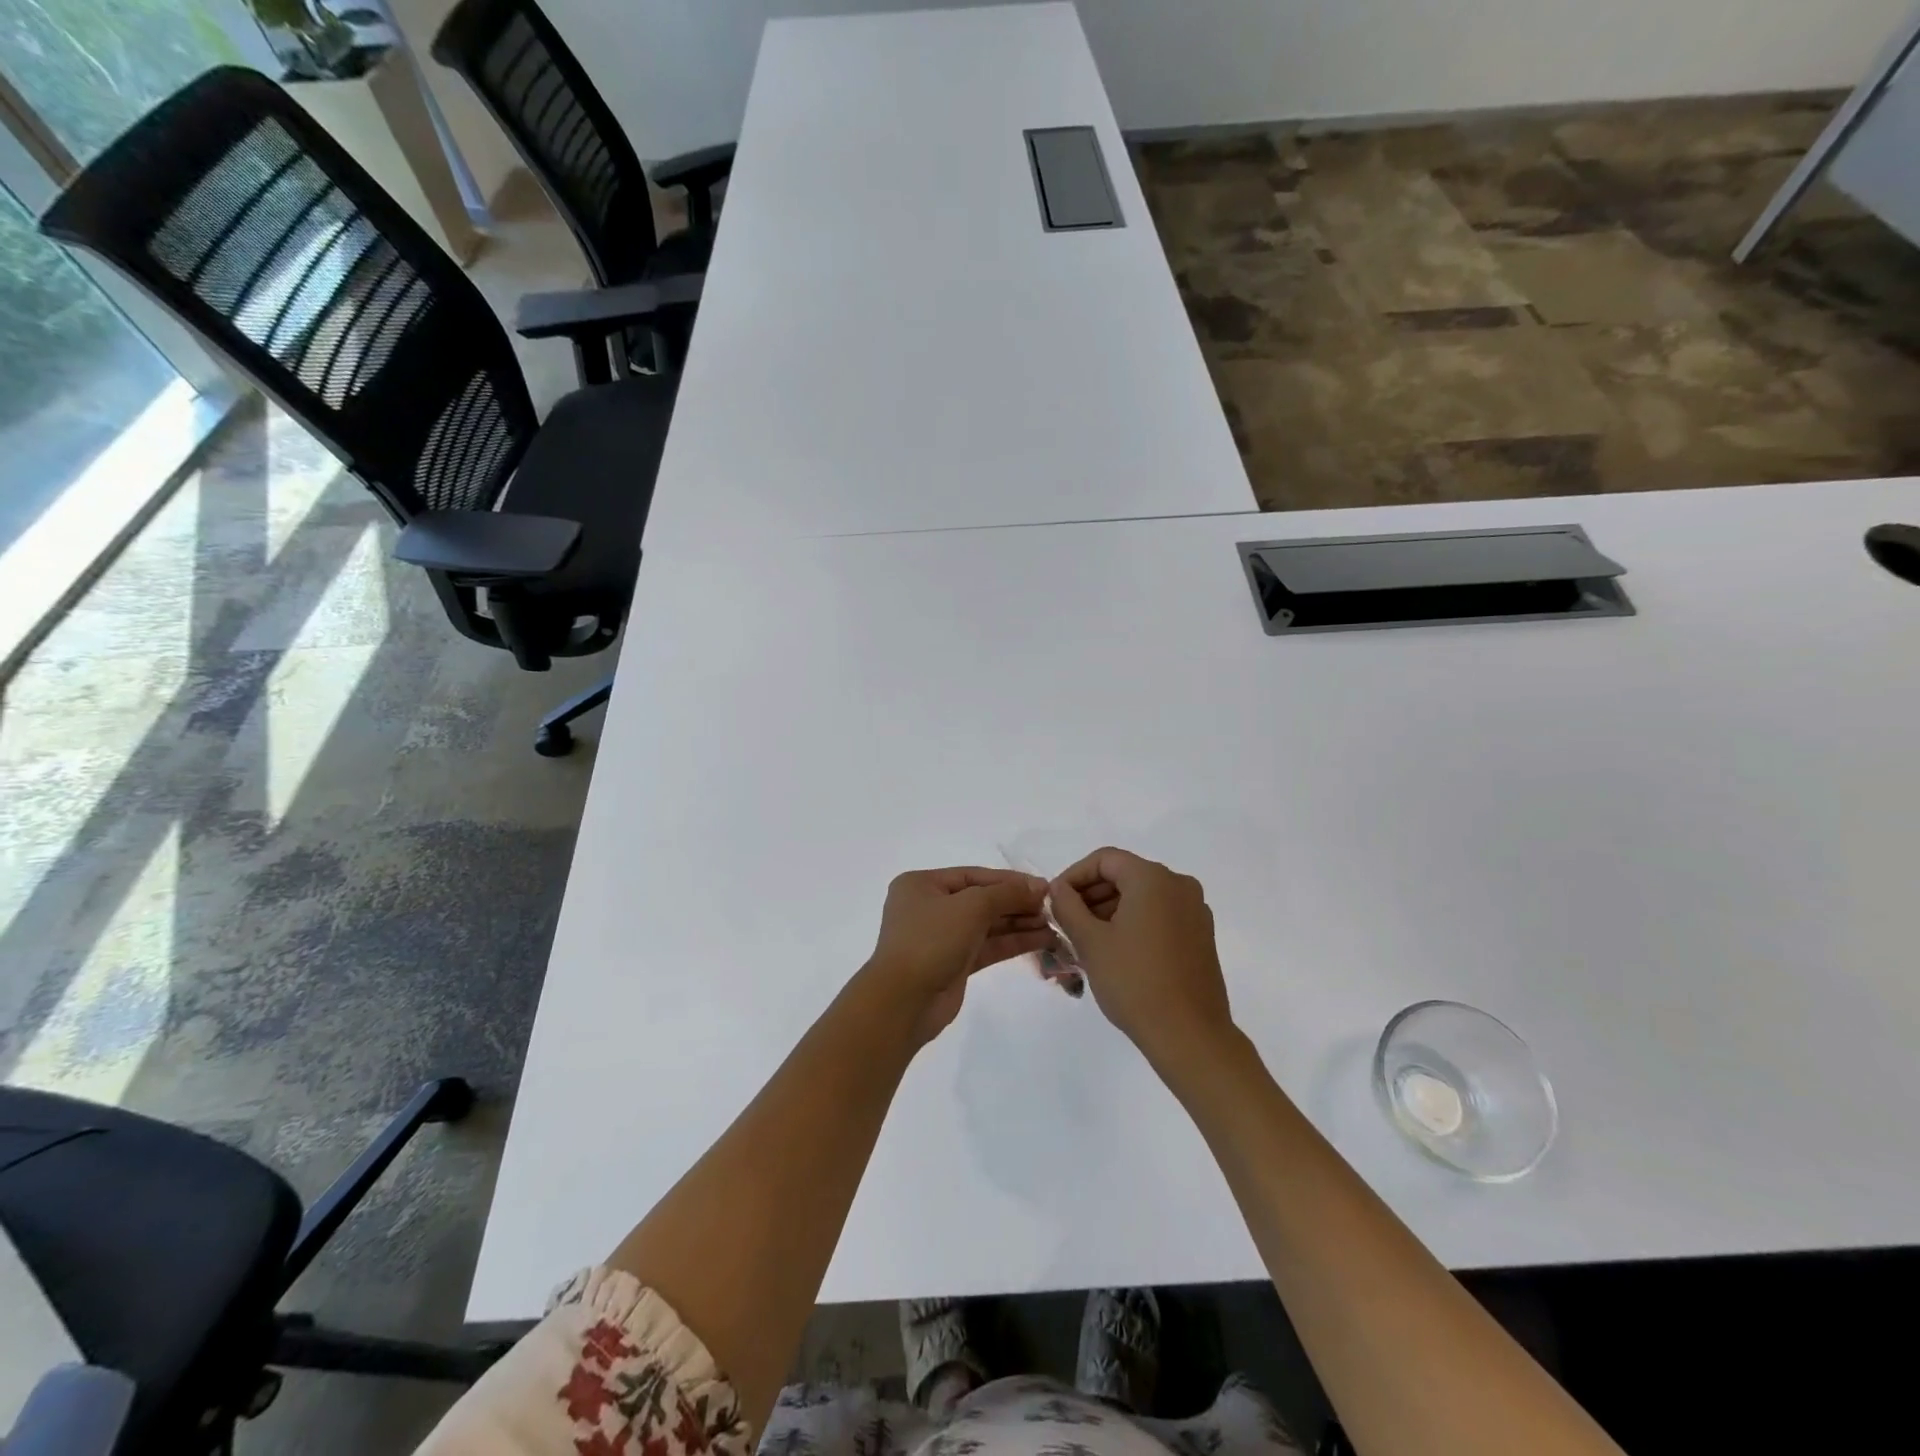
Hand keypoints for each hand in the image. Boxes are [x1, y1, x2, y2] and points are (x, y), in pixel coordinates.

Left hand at [864, 868, 1054, 1044]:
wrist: (903, 1001)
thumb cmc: (931, 940)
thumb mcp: (970, 906)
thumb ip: (1007, 893)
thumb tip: (1039, 886)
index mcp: (922, 885)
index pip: (974, 875)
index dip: (1010, 880)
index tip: (1043, 886)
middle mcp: (930, 907)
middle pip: (982, 899)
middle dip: (1017, 903)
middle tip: (1052, 908)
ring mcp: (942, 937)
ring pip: (987, 925)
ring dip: (1019, 923)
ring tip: (1053, 925)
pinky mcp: (954, 963)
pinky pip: (988, 946)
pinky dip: (1013, 942)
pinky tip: (1042, 940)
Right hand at [1049, 847, 1233, 1068]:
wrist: (1189, 1035)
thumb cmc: (1134, 981)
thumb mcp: (1090, 941)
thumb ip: (1068, 906)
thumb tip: (1058, 888)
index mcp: (1153, 878)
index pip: (1105, 860)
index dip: (1074, 876)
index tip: (1055, 901)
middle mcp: (1179, 885)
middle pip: (1126, 875)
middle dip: (1091, 894)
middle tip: (1066, 922)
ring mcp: (1195, 911)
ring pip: (1143, 897)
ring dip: (1110, 910)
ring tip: (1085, 940)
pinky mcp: (1201, 936)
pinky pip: (1160, 915)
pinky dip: (1134, 923)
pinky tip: (1116, 951)